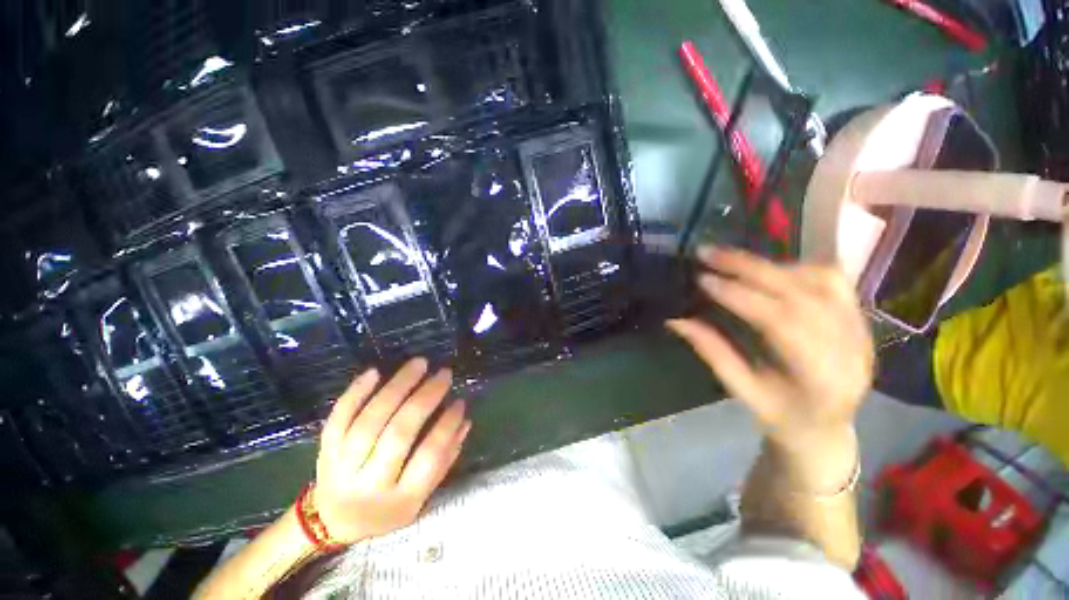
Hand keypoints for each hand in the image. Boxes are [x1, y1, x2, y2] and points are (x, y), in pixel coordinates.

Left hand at [314, 358, 470, 543]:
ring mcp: (342, 467)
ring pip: (370, 420)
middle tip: (443, 374)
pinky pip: (339, 417)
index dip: (447, 425)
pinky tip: (375, 371)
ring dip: (397, 387)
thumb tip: (464, 420)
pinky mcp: (325, 450)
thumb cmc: (387, 507)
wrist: (333, 520)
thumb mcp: (421, 496)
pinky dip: (356, 392)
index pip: (429, 456)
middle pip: (399, 434)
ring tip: (419, 364)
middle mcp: (369, 485)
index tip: (460, 401)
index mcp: (400, 500)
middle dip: (425, 398)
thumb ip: (445, 459)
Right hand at [668, 247, 872, 447]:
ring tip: (730, 260)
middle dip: (749, 268)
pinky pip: (831, 278)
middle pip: (802, 292)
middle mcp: (851, 347)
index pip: (781, 323)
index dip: (739, 296)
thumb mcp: (743, 391)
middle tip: (708, 253)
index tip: (703, 280)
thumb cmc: (782, 416)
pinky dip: (794, 266)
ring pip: (819, 279)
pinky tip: (766, 269)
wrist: (828, 427)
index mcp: (822, 378)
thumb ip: (712, 352)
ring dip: (770, 265)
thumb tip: (676, 320)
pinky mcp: (859, 316)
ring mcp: (861, 328)